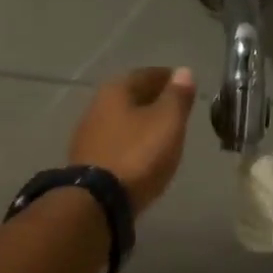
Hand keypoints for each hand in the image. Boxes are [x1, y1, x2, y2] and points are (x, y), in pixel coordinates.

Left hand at [69, 68, 196, 214]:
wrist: (97, 202)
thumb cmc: (138, 154)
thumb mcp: (167, 122)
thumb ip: (177, 96)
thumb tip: (183, 71)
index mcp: (116, 90)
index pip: (147, 74)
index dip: (168, 78)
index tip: (185, 85)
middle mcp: (97, 106)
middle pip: (131, 96)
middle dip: (153, 99)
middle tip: (177, 108)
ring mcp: (88, 135)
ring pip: (122, 119)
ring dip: (141, 122)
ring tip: (163, 132)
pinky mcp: (87, 161)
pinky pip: (116, 142)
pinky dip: (132, 141)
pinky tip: (143, 153)